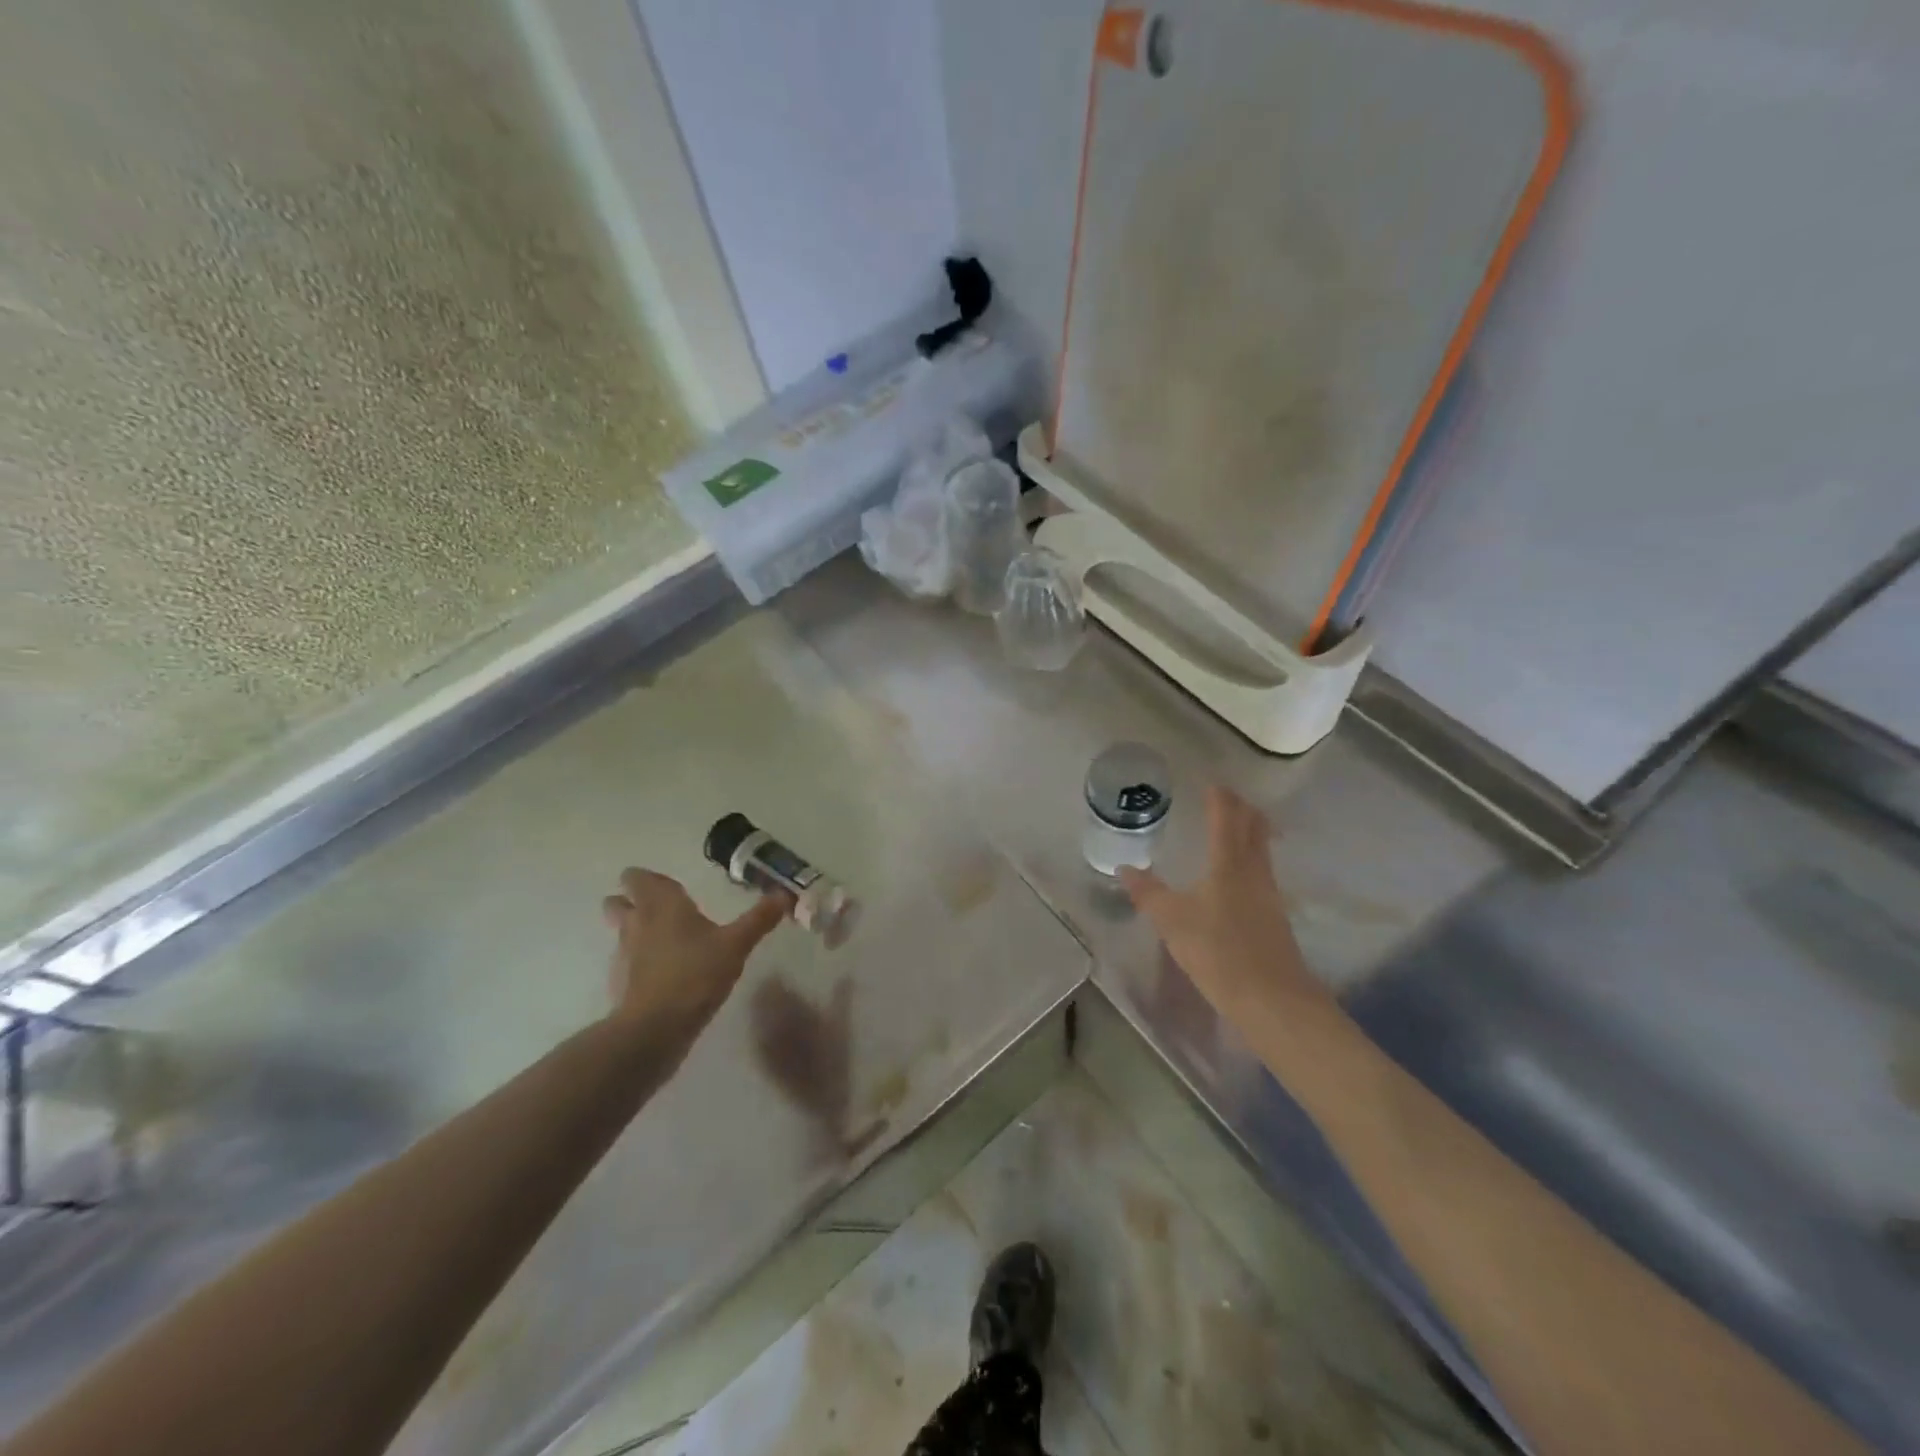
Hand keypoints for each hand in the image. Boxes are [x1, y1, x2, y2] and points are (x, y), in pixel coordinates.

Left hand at [601, 869, 787, 1044]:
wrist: (655, 1029)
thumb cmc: (696, 974)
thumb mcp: (736, 945)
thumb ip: (759, 919)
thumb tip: (785, 894)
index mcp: (661, 905)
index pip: (638, 878)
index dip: (648, 879)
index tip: (669, 886)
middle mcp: (636, 923)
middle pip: (617, 902)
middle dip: (631, 902)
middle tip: (661, 909)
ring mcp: (623, 955)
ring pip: (621, 932)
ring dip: (635, 931)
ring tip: (665, 941)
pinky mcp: (620, 984)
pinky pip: (626, 963)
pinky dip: (638, 963)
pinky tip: (663, 974)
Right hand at [1119, 788, 1330, 1023]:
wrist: (1273, 999)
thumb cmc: (1218, 951)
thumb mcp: (1172, 921)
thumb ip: (1148, 893)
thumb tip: (1125, 868)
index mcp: (1229, 862)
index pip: (1227, 817)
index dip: (1220, 797)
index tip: (1211, 783)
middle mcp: (1254, 870)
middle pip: (1254, 827)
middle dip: (1242, 808)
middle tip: (1226, 797)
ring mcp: (1269, 893)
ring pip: (1262, 848)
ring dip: (1250, 831)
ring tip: (1233, 827)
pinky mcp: (1275, 915)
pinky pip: (1262, 871)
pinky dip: (1251, 857)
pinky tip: (1238, 874)